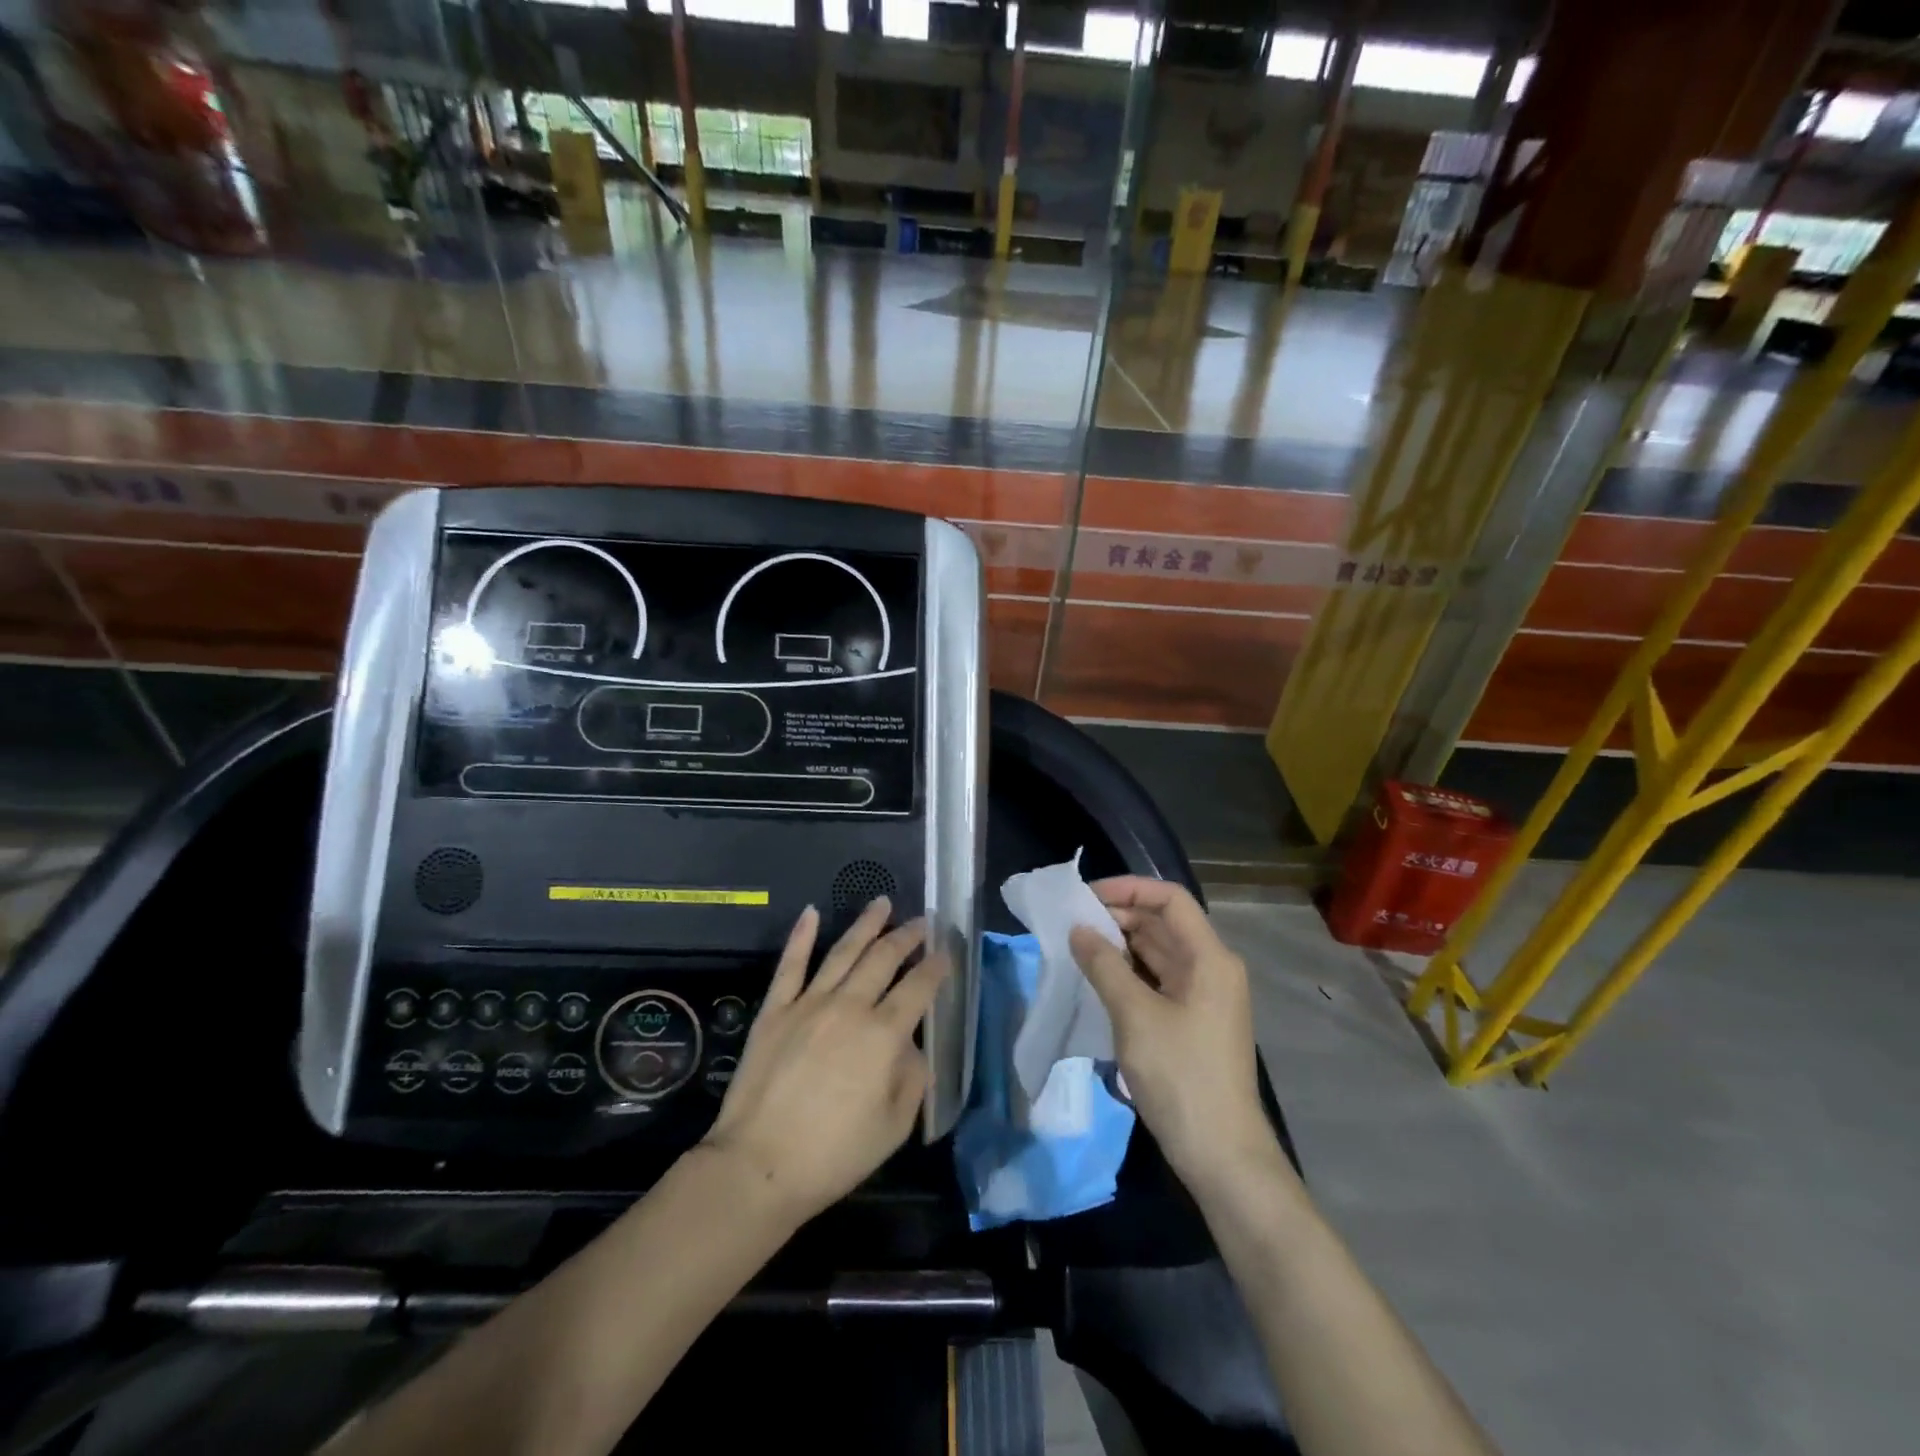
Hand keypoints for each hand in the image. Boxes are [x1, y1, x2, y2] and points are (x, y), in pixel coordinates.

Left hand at [702, 899, 949, 1224]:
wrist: (759, 1165)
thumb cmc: (834, 1154)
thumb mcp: (894, 1127)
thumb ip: (911, 1078)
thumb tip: (911, 1046)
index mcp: (884, 1035)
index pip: (918, 988)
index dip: (935, 966)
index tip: (946, 952)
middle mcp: (850, 1007)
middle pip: (884, 959)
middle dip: (907, 936)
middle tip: (921, 922)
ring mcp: (809, 1003)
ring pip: (843, 951)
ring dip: (866, 924)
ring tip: (882, 903)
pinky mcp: (775, 1010)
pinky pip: (791, 965)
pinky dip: (801, 936)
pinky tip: (811, 912)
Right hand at [1068, 877, 1269, 1188]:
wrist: (1221, 1155)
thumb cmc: (1181, 1077)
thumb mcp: (1135, 1016)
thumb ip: (1104, 966)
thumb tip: (1078, 930)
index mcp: (1210, 958)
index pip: (1170, 899)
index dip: (1129, 888)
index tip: (1087, 897)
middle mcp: (1212, 969)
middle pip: (1164, 923)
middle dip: (1119, 916)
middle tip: (1073, 923)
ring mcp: (1204, 997)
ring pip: (1159, 953)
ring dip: (1121, 945)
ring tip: (1078, 947)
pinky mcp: (1193, 1022)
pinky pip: (1158, 980)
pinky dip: (1129, 972)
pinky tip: (1098, 979)